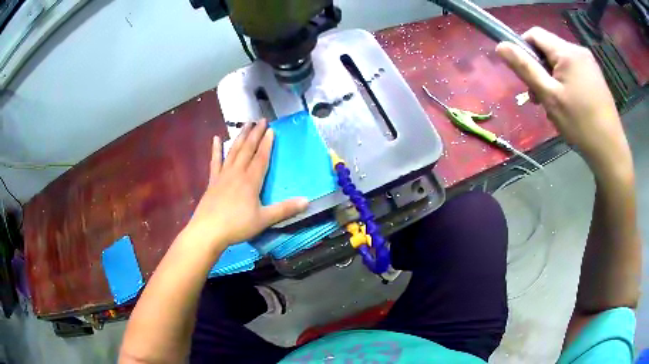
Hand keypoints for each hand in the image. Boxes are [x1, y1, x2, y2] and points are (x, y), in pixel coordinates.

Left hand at [186, 120, 308, 248]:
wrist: (208, 231)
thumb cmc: (237, 225)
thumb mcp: (264, 220)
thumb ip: (285, 209)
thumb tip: (307, 201)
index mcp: (251, 181)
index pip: (261, 157)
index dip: (267, 144)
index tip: (271, 130)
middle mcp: (237, 173)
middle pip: (247, 149)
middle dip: (255, 134)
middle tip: (261, 120)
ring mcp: (223, 175)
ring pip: (233, 151)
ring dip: (240, 137)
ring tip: (246, 124)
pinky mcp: (212, 181)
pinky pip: (215, 161)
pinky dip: (216, 149)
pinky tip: (216, 138)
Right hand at [496, 27, 632, 176]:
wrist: (610, 150)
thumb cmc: (580, 124)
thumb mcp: (549, 96)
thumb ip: (525, 68)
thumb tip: (501, 45)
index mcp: (567, 51)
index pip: (535, 34)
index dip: (524, 49)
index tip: (525, 76)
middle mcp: (579, 50)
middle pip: (548, 48)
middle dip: (539, 69)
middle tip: (539, 98)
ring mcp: (590, 64)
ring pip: (560, 61)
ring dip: (552, 78)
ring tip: (554, 105)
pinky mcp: (595, 77)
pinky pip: (573, 71)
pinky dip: (565, 83)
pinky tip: (568, 104)